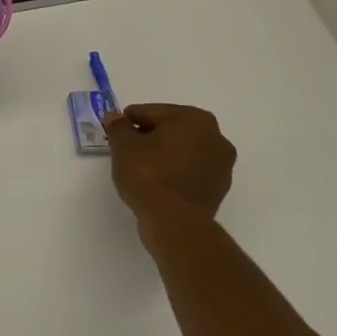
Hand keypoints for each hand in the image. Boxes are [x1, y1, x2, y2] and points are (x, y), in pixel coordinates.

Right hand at [105, 103, 236, 225]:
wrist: (175, 223)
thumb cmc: (149, 175)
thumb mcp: (124, 147)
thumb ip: (119, 128)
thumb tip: (115, 118)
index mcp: (194, 118)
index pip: (152, 112)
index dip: (130, 121)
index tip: (116, 131)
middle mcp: (215, 136)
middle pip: (171, 129)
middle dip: (149, 136)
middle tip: (127, 150)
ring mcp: (221, 164)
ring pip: (183, 151)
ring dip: (164, 154)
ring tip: (141, 168)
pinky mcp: (219, 188)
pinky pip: (191, 171)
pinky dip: (175, 172)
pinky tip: (158, 183)